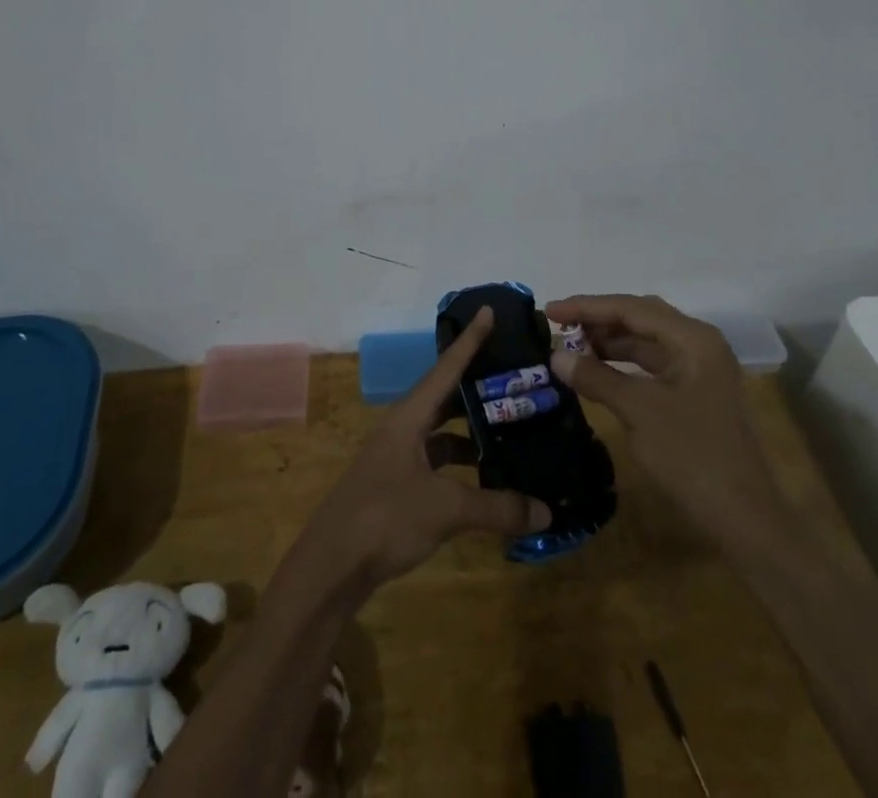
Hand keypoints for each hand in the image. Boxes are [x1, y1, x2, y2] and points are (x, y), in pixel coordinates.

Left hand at [288, 307, 551, 599]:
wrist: (330, 566)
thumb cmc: (385, 517)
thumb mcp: (446, 508)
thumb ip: (497, 507)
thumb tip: (547, 512)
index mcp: (408, 416)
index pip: (446, 368)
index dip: (470, 340)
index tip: (488, 311)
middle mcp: (401, 428)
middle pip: (444, 397)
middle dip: (477, 387)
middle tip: (514, 378)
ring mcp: (396, 458)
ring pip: (440, 432)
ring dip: (470, 431)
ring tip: (509, 430)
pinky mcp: (395, 486)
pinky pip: (436, 463)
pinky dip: (460, 466)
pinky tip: (484, 481)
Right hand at [546, 294, 783, 544]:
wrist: (744, 520)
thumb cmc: (693, 457)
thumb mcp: (639, 412)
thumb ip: (596, 378)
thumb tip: (556, 355)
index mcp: (692, 338)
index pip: (631, 308)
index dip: (587, 307)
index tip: (549, 310)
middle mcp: (698, 343)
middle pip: (639, 318)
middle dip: (597, 320)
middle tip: (558, 326)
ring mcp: (698, 368)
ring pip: (645, 341)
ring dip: (608, 341)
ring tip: (570, 346)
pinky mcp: (694, 392)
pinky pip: (651, 364)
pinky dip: (621, 363)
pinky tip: (596, 370)